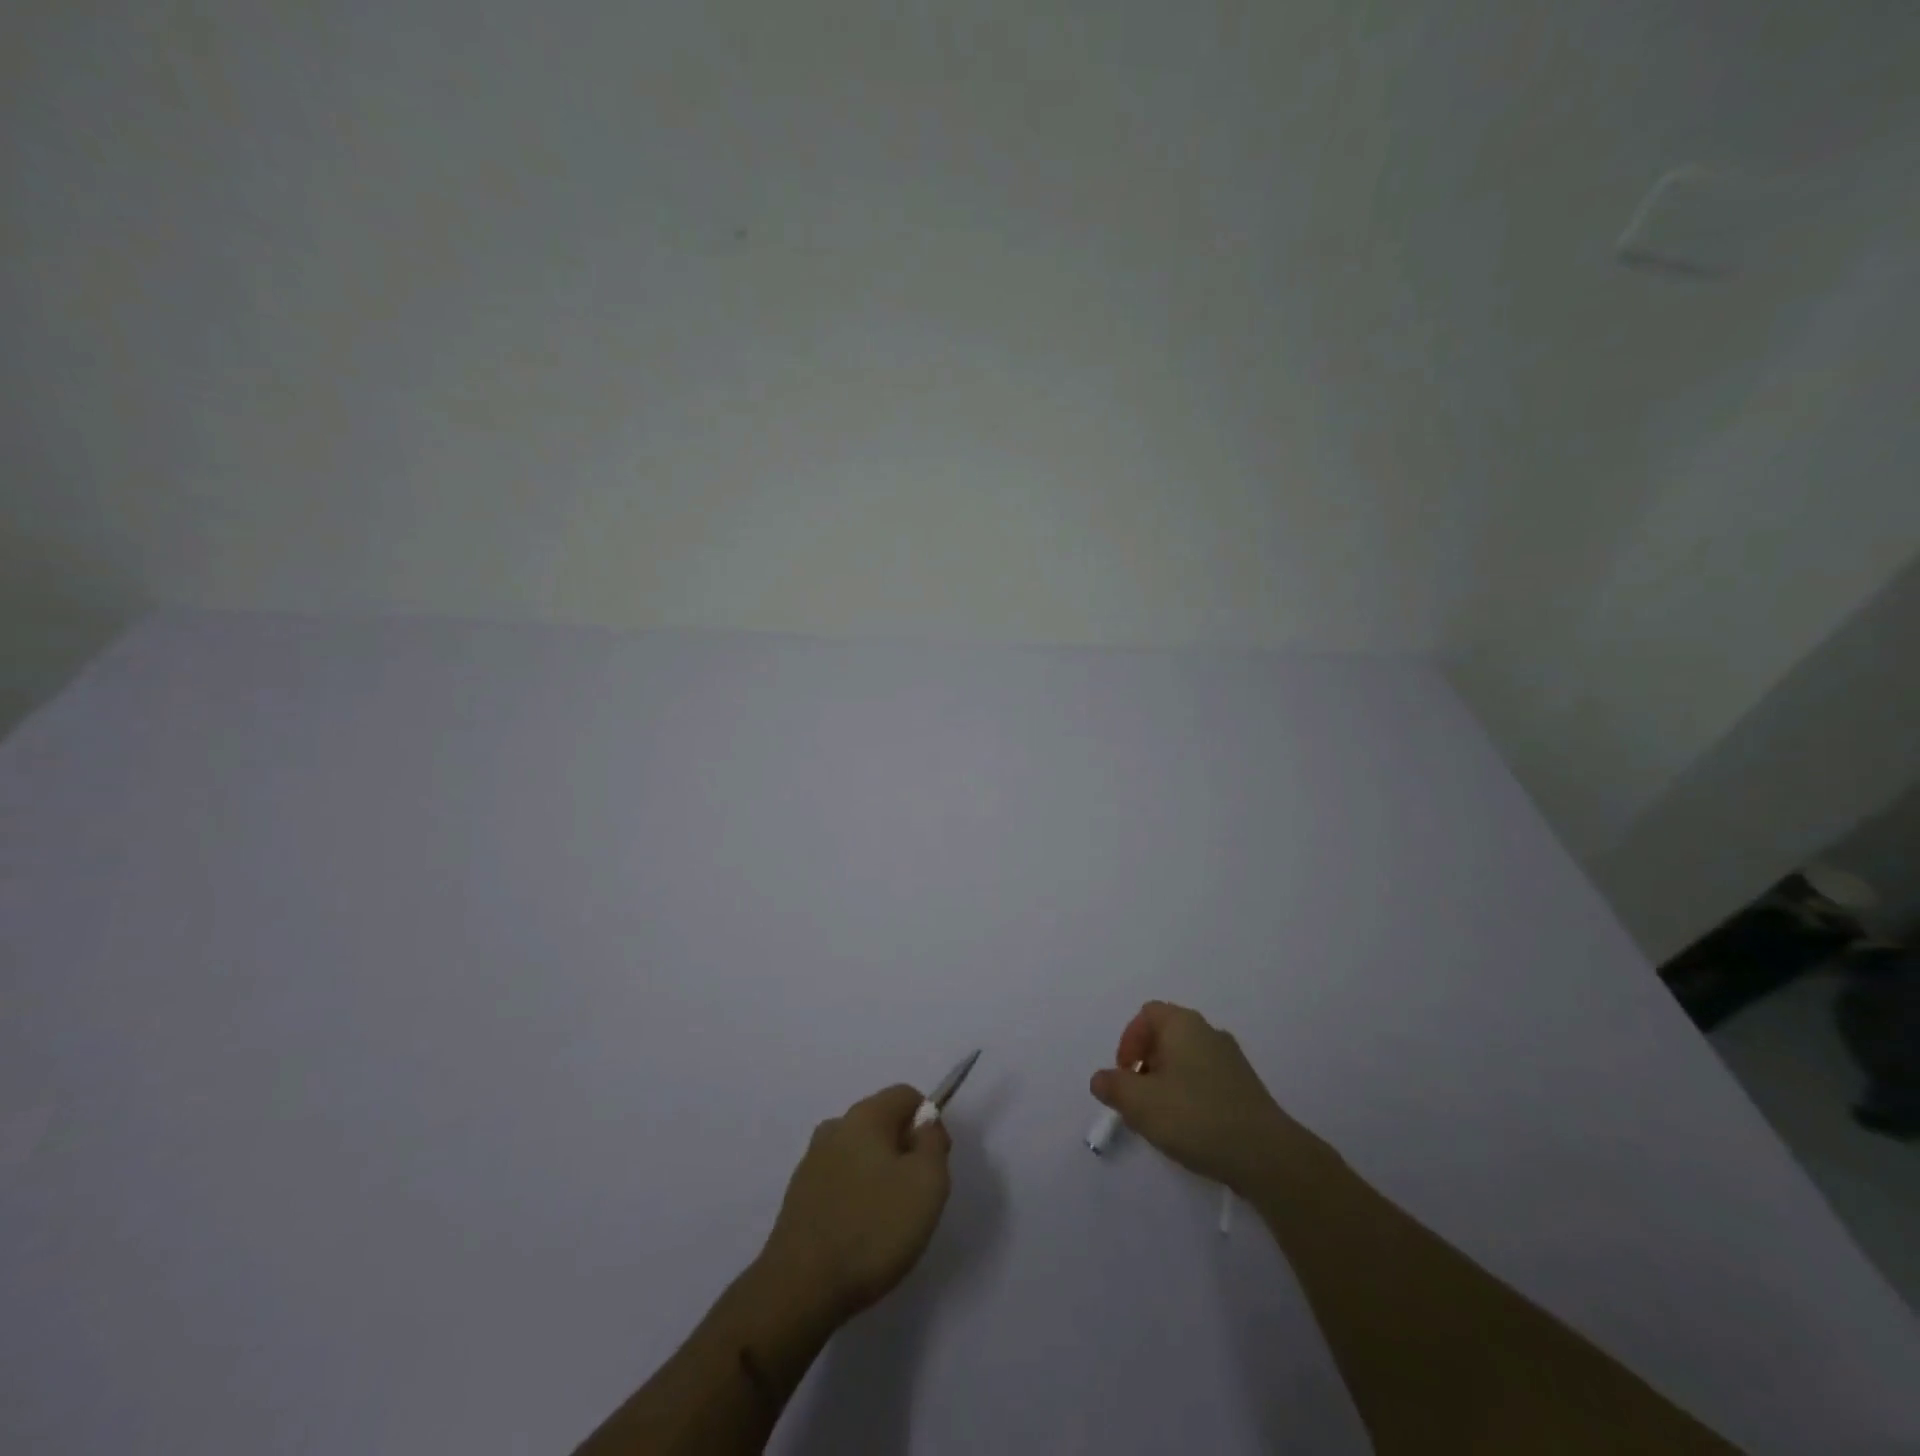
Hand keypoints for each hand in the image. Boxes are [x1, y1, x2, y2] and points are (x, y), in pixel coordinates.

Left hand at [761, 1085, 951, 1323]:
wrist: (800, 1288)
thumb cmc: (873, 1228)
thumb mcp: (927, 1183)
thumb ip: (933, 1143)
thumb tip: (925, 1123)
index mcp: (865, 1115)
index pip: (907, 1095)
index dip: (929, 1123)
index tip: (934, 1163)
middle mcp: (835, 1127)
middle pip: (882, 1122)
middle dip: (904, 1150)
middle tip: (915, 1196)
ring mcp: (812, 1161)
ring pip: (859, 1153)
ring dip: (879, 1174)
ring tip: (888, 1220)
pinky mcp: (798, 1196)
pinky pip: (839, 1181)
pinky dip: (855, 1196)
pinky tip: (860, 1233)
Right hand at [1090, 1001, 1318, 1195]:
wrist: (1266, 1156)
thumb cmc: (1195, 1116)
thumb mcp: (1139, 1103)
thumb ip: (1113, 1086)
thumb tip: (1101, 1079)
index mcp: (1183, 1024)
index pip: (1147, 1014)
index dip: (1129, 1040)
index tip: (1124, 1074)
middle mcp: (1209, 1032)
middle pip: (1166, 1036)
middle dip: (1146, 1064)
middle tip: (1138, 1098)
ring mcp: (1232, 1060)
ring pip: (1187, 1060)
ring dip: (1167, 1082)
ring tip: (1161, 1118)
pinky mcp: (1246, 1088)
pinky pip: (1207, 1081)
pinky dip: (1191, 1096)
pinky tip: (1190, 1129)